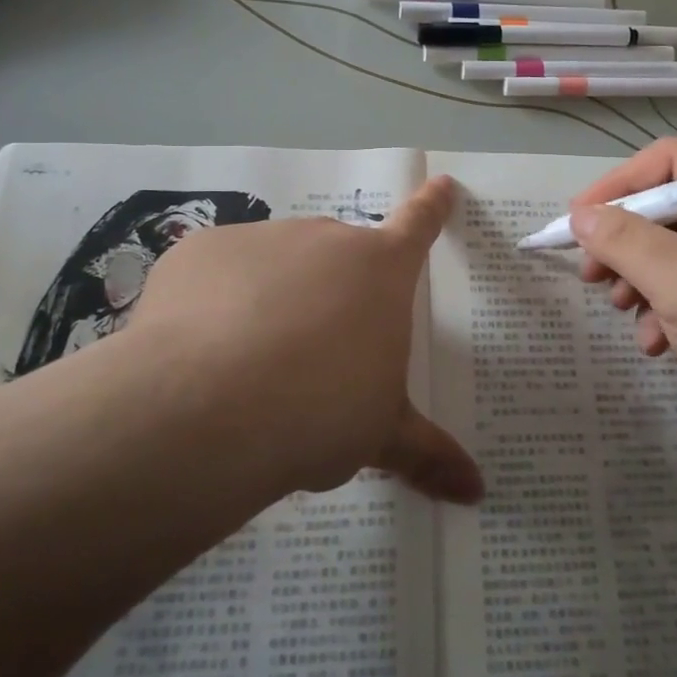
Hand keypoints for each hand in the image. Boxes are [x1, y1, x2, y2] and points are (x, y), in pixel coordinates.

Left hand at [118, 176, 482, 503]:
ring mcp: (259, 238)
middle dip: (331, 292)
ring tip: (250, 364)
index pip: (417, 227)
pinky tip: (201, 352)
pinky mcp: (200, 250)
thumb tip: (477, 492)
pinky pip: (217, 273)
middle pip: (336, 256)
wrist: (207, 408)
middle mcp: (323, 239)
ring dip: (273, 298)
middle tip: (314, 354)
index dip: (432, 207)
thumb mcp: (379, 435)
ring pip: (275, 264)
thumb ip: (427, 454)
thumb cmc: (319, 412)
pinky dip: (216, 302)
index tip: (441, 184)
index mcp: (379, 271)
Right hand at [570, 138, 676, 442]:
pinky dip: (668, 305)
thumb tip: (579, 216)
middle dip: (625, 244)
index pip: (669, 160)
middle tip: (593, 278)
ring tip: (625, 313)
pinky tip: (658, 342)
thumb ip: (626, 242)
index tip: (578, 222)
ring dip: (642, 279)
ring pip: (675, 247)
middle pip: (668, 206)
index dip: (617, 186)